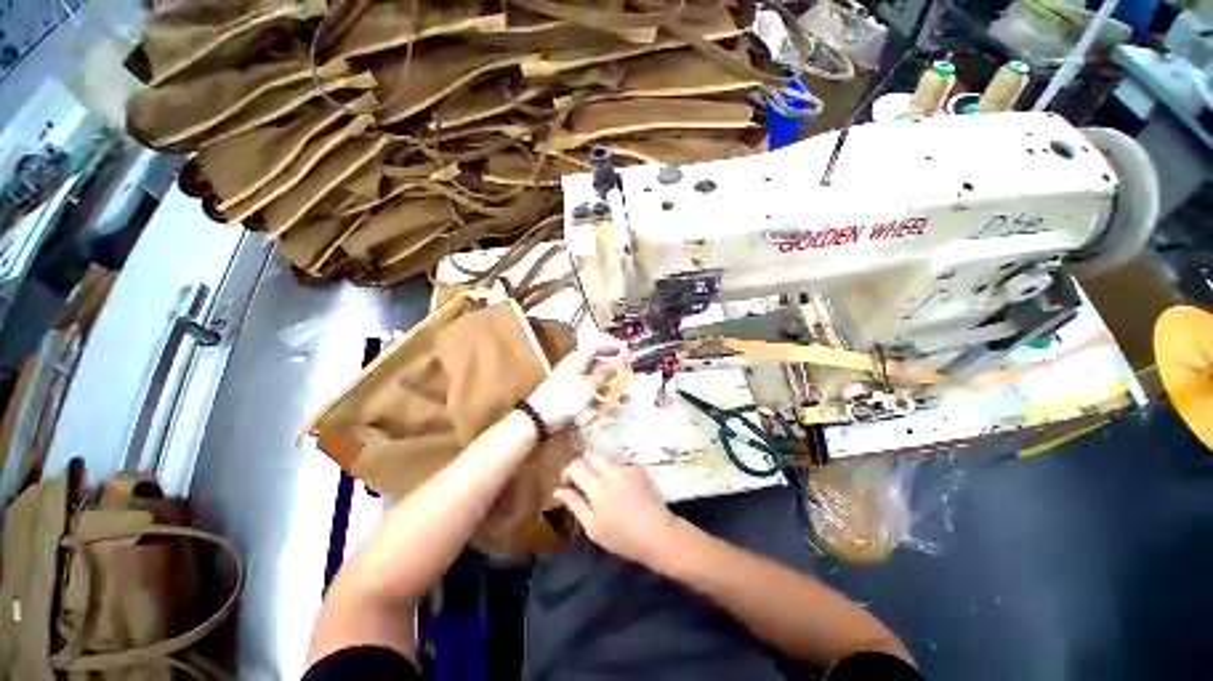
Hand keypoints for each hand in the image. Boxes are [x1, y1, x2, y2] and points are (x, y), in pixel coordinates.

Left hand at [526, 335, 627, 430]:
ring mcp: (574, 386)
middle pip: (597, 366)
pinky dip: (602, 402)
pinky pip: (591, 398)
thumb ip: (603, 374)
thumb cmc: (564, 398)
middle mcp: (576, 370)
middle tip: (628, 375)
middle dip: (614, 371)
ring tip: (625, 398)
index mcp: (577, 361)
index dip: (608, 347)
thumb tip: (616, 363)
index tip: (623, 350)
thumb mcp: (587, 385)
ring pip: (596, 383)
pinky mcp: (572, 400)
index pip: (594, 347)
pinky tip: (612, 410)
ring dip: (611, 389)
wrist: (539, 420)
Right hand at [554, 455, 677, 566]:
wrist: (659, 534)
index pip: (576, 465)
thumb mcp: (593, 527)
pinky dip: (613, 473)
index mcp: (598, 486)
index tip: (566, 484)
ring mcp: (627, 468)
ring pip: (605, 460)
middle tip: (581, 484)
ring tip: (601, 491)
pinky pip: (620, 466)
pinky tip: (619, 491)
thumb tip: (558, 490)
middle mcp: (612, 470)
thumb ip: (574, 504)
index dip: (567, 471)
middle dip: (582, 466)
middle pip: (590, 456)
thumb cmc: (622, 537)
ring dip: (598, 470)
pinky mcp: (639, 469)